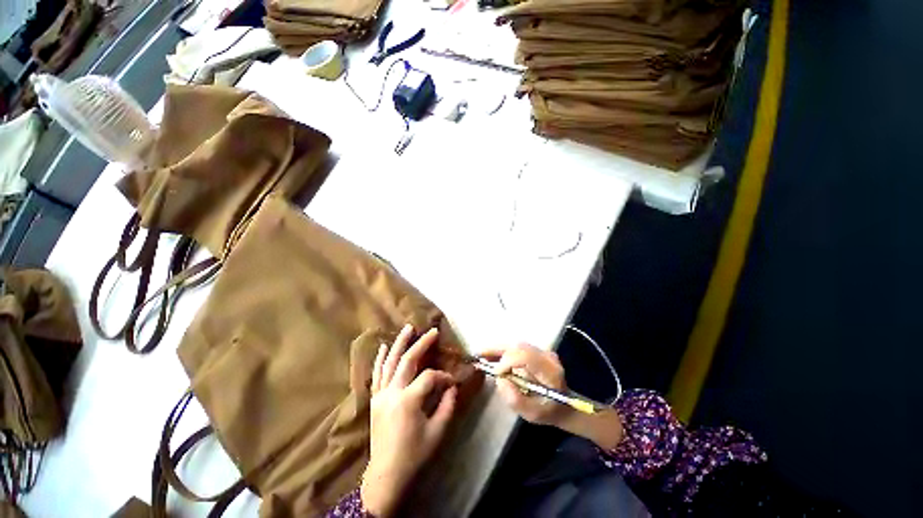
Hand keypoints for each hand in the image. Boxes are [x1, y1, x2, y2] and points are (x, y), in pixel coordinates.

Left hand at [361, 325, 457, 516]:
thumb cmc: (414, 454)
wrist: (385, 475)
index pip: (429, 377)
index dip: (443, 377)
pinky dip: (380, 359)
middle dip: (421, 344)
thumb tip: (452, 387)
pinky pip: (376, 374)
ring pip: (390, 362)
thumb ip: (447, 406)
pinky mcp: (374, 399)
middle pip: (407, 361)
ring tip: (407, 328)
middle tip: (431, 331)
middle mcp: (392, 393)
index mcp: (408, 401)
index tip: (452, 382)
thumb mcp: (437, 432)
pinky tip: (384, 346)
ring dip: (399, 343)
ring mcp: (380, 395)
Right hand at [481, 343, 570, 426]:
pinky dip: (502, 350)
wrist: (564, 404)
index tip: (495, 372)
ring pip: (516, 344)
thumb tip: (500, 379)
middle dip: (498, 350)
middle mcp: (547, 356)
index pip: (527, 357)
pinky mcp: (536, 350)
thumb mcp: (532, 414)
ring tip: (481, 355)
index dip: (508, 361)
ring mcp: (542, 351)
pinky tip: (491, 355)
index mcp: (550, 372)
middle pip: (519, 347)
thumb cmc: (548, 412)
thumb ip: (515, 399)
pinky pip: (516, 347)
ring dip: (498, 349)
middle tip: (479, 355)